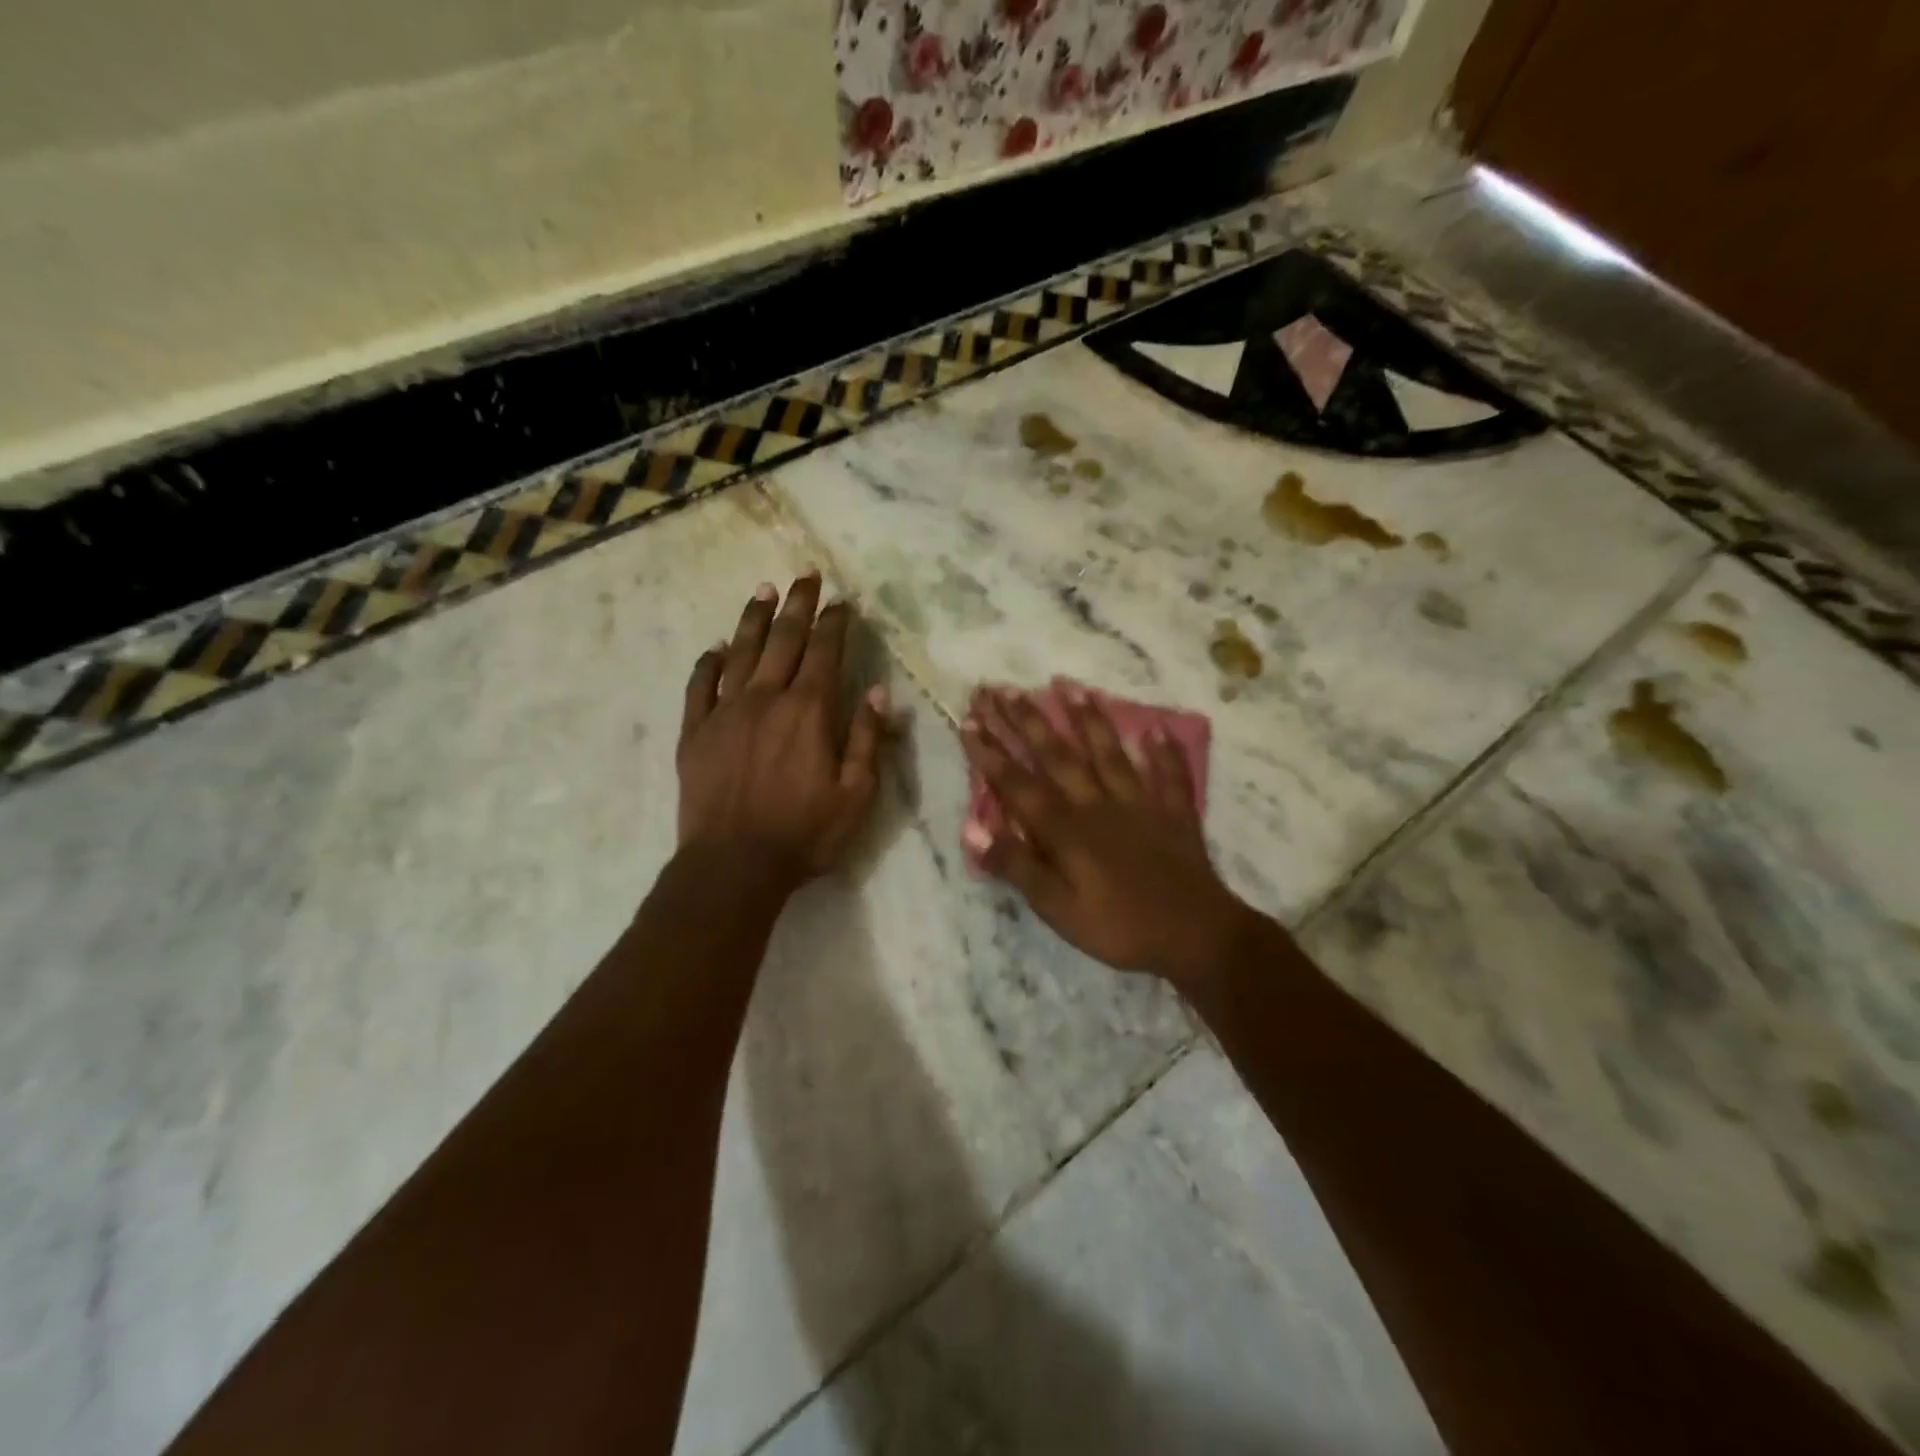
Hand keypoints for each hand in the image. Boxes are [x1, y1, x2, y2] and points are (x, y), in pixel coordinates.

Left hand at [677, 571, 888, 891]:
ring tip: (763, 591)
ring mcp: (726, 712)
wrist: (733, 866)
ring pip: (741, 652)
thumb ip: (867, 741)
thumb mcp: (856, 795)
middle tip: (804, 575)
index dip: (834, 623)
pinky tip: (716, 648)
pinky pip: (700, 686)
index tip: (841, 602)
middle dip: (797, 605)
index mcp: (809, 711)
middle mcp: (767, 698)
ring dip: (754, 619)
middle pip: (784, 639)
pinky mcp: (696, 732)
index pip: (825, 652)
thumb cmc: (804, 834)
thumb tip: (879, 694)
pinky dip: (709, 663)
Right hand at [959, 684, 1255, 988]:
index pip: (1018, 783)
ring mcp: (1139, 803)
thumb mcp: (1057, 908)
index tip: (970, 720)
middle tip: (1002, 690)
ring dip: (1088, 719)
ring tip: (1070, 686)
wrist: (1194, 935)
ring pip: (1108, 753)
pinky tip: (1158, 728)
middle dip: (1026, 721)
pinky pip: (1168, 774)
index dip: (991, 752)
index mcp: (1066, 829)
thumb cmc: (1118, 927)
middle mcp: (1097, 804)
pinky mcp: (1173, 812)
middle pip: (1057, 756)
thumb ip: (1017, 866)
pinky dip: (1163, 751)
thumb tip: (975, 829)